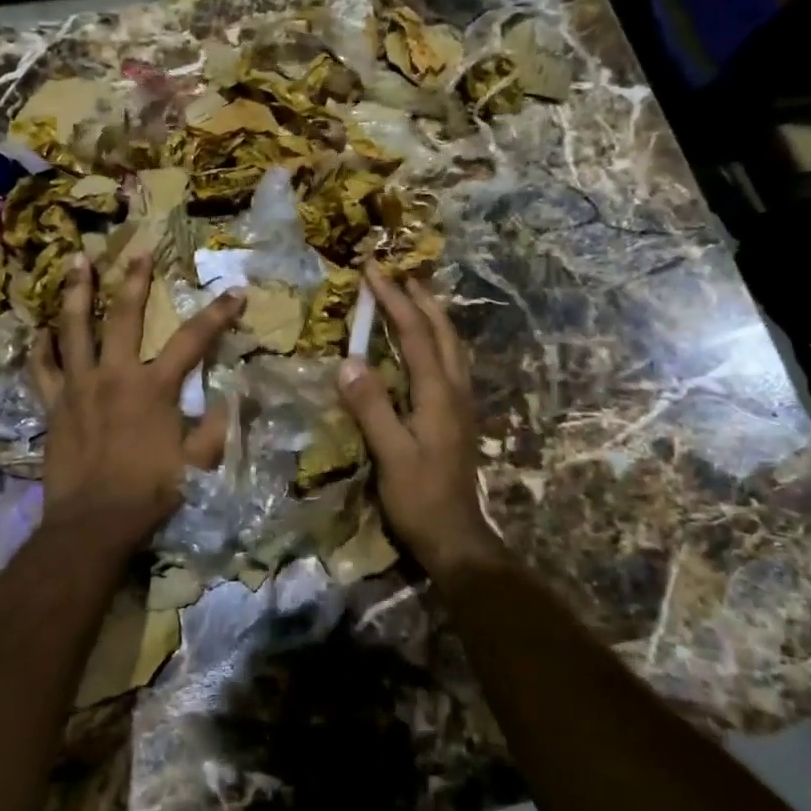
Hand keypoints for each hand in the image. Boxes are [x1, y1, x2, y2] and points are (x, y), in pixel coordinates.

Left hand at [27, 253, 242, 554]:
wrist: (94, 523)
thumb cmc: (149, 491)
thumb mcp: (197, 463)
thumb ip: (216, 428)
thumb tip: (234, 400)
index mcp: (154, 387)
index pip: (192, 340)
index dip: (217, 315)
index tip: (235, 294)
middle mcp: (114, 375)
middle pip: (124, 315)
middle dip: (134, 279)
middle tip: (139, 251)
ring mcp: (78, 387)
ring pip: (74, 328)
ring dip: (77, 292)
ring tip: (77, 261)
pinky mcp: (53, 405)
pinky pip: (41, 369)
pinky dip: (40, 347)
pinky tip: (41, 329)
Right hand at [337, 270, 498, 575]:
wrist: (457, 538)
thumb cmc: (420, 499)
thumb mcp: (390, 455)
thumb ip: (372, 408)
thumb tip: (348, 361)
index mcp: (438, 394)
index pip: (415, 334)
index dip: (394, 301)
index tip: (373, 271)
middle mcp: (455, 389)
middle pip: (442, 331)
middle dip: (419, 298)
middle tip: (397, 274)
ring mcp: (461, 403)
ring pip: (451, 344)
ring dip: (433, 314)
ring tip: (414, 296)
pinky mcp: (458, 416)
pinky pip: (450, 361)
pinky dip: (437, 338)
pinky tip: (427, 344)